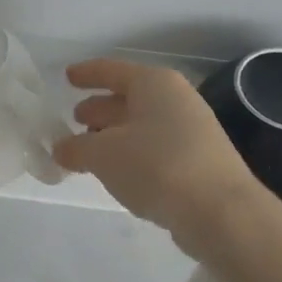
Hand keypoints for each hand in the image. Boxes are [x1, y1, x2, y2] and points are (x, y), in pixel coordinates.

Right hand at [52, 58, 274, 257]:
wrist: (220, 211)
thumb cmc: (156, 166)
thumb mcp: (104, 154)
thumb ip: (76, 148)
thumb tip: (61, 148)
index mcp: (154, 84)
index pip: (112, 71)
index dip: (87, 73)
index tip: (67, 77)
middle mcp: (175, 100)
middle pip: (129, 98)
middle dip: (100, 108)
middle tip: (74, 119)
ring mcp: (191, 131)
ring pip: (142, 125)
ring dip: (114, 135)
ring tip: (87, 149)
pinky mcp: (197, 162)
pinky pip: (154, 149)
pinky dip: (131, 155)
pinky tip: (117, 172)